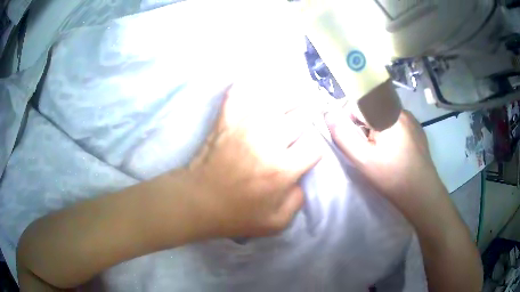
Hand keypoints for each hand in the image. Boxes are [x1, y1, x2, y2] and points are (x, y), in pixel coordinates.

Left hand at [183, 85, 322, 238]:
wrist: (197, 200)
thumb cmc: (235, 214)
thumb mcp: (275, 223)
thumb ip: (297, 201)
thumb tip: (300, 179)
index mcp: (282, 169)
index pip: (314, 148)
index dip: (315, 152)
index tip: (308, 155)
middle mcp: (268, 141)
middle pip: (301, 117)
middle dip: (309, 118)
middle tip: (307, 119)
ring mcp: (245, 125)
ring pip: (278, 98)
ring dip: (291, 96)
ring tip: (296, 95)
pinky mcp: (227, 118)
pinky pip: (240, 92)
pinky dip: (249, 85)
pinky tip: (257, 81)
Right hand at [325, 108, 443, 214]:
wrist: (423, 193)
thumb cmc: (392, 177)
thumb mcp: (363, 160)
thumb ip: (343, 135)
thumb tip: (328, 113)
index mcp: (387, 113)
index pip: (357, 101)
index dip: (348, 118)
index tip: (352, 138)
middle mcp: (400, 109)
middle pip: (371, 106)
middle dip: (362, 124)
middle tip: (366, 148)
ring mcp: (411, 118)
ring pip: (383, 114)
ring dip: (375, 127)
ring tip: (380, 151)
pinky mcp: (417, 128)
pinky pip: (395, 122)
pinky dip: (388, 131)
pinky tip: (393, 151)